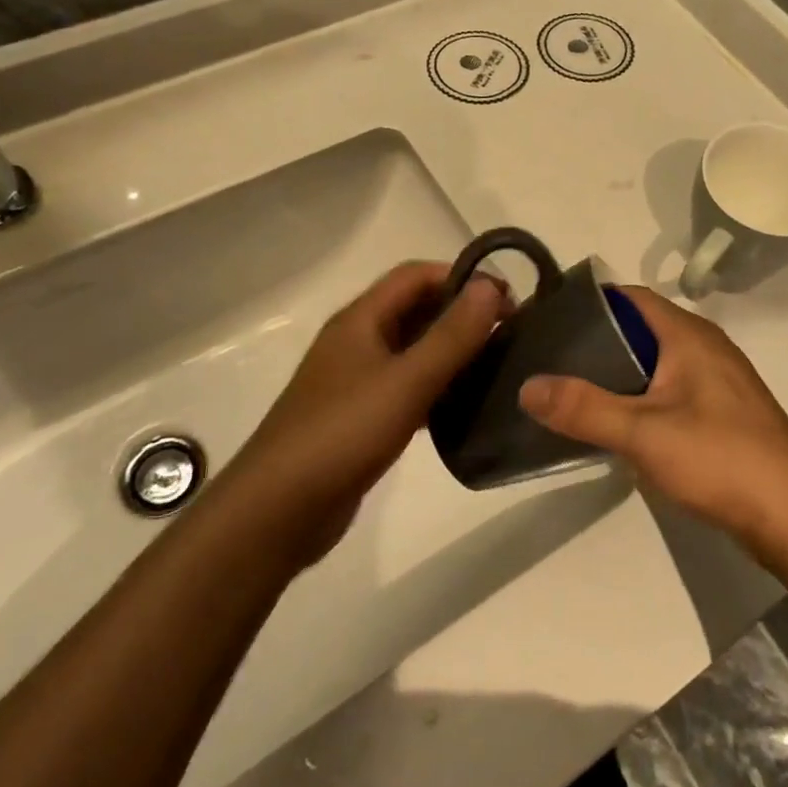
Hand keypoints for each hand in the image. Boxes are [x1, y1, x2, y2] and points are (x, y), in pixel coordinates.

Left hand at [224, 262, 505, 566]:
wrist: (278, 510)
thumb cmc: (343, 433)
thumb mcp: (406, 380)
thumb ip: (452, 335)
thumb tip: (490, 286)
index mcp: (360, 320)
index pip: (416, 276)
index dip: (462, 278)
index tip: (506, 301)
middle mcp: (356, 341)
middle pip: (415, 310)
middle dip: (461, 314)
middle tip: (509, 334)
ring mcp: (355, 381)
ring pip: (412, 350)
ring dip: (451, 351)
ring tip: (496, 367)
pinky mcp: (360, 417)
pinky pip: (406, 387)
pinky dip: (436, 387)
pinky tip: (464, 406)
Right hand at [518, 289, 787, 554]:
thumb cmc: (721, 458)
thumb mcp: (643, 433)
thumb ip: (584, 408)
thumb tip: (527, 386)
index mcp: (688, 335)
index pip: (631, 297)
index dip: (590, 302)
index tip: (548, 317)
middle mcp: (706, 347)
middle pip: (642, 328)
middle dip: (598, 341)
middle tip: (550, 358)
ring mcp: (719, 381)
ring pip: (657, 362)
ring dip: (620, 372)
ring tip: (573, 390)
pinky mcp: (724, 413)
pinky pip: (672, 390)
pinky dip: (642, 397)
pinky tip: (619, 424)